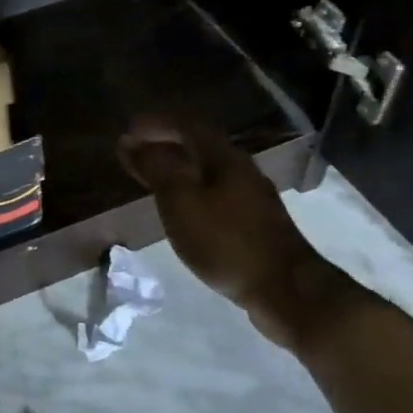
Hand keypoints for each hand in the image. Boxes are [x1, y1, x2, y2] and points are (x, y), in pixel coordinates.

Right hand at [117, 117, 342, 347]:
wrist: (285, 288)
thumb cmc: (226, 241)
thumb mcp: (181, 201)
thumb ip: (156, 168)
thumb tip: (131, 141)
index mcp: (224, 157)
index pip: (186, 125)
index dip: (155, 124)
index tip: (127, 131)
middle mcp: (241, 168)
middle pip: (199, 145)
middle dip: (165, 144)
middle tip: (134, 154)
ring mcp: (252, 196)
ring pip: (208, 170)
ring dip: (179, 168)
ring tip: (152, 179)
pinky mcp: (255, 221)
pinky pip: (215, 192)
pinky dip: (192, 191)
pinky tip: (182, 209)